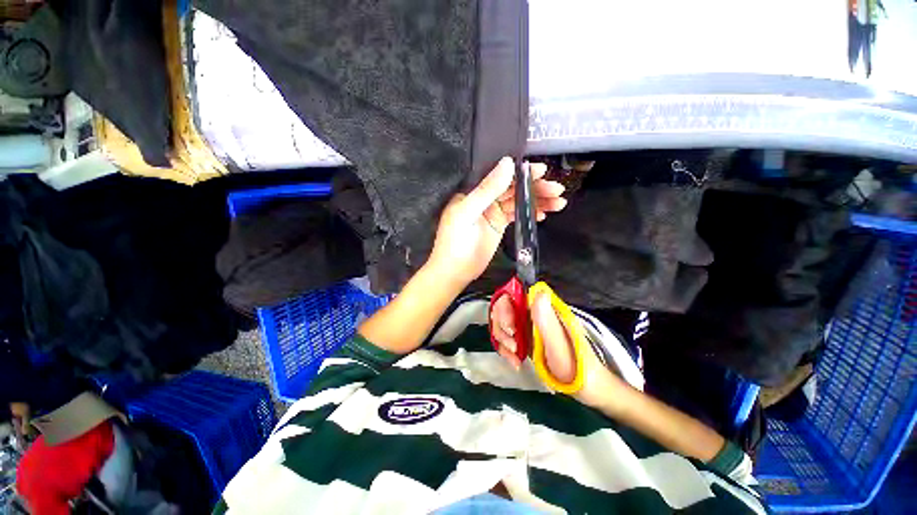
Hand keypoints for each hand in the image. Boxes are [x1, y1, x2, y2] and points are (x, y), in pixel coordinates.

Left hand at [425, 157, 566, 290]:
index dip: (520, 171)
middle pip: (512, 187)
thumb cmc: (455, 242)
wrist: (455, 271)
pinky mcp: (499, 224)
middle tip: (556, 189)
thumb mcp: (468, 213)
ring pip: (518, 200)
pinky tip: (543, 214)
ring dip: (538, 201)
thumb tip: (507, 163)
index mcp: (473, 190)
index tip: (541, 170)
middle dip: (535, 187)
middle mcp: (484, 197)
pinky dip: (531, 213)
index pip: (499, 174)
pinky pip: (517, 214)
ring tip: (558, 202)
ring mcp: (492, 211)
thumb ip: (487, 189)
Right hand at [492, 293, 628, 408]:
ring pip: (502, 322)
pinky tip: (515, 361)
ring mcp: (528, 325)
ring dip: (502, 339)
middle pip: (504, 307)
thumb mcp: (560, 346)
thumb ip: (548, 320)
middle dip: (502, 326)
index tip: (510, 328)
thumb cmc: (577, 367)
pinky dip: (505, 349)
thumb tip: (538, 292)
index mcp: (545, 308)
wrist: (585, 387)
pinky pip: (506, 337)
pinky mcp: (525, 338)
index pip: (515, 294)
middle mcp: (534, 312)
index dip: (506, 307)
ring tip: (515, 356)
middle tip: (512, 345)